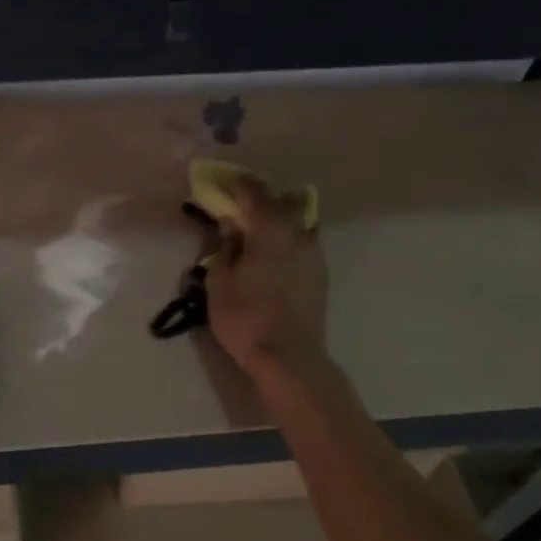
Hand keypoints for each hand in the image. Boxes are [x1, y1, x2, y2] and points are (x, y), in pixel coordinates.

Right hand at [204, 173, 328, 380]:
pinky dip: (288, 236)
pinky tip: (273, 252)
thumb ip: (224, 245)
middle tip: (238, 204)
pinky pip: (303, 240)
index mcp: (270, 228)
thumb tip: (230, 223)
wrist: (290, 357)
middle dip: (259, 197)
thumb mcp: (219, 281)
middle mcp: (297, 231)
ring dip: (278, 216)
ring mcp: (314, 252)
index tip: (220, 183)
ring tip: (257, 228)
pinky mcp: (321, 272)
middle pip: (281, 200)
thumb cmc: (245, 317)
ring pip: (297, 219)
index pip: (253, 191)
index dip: (236, 183)